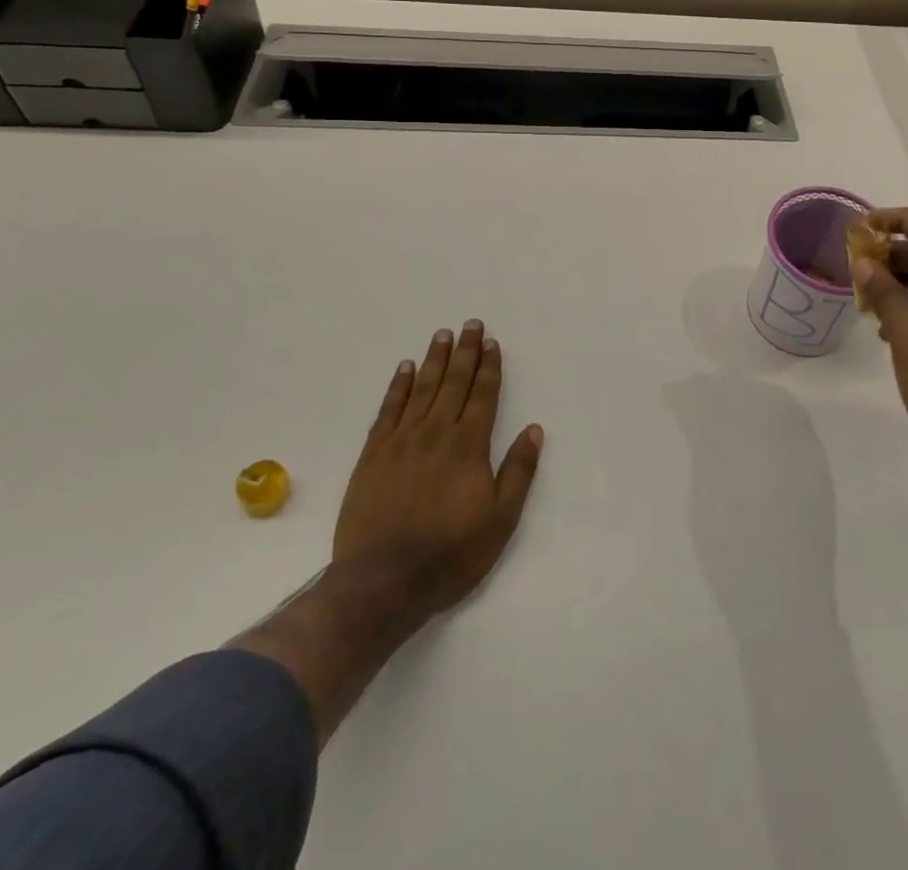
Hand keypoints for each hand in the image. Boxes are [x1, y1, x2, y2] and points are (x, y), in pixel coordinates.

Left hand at [331, 319, 544, 622]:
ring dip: (434, 360)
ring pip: (422, 389)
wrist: (382, 583)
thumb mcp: (500, 520)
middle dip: (465, 352)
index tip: (492, 343)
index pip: (483, 395)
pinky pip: (388, 410)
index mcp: (469, 446)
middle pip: (454, 382)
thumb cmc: (450, 554)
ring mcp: (401, 441)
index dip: (490, 367)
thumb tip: (534, 429)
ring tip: (442, 335)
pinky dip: (397, 386)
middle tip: (471, 324)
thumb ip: (518, 472)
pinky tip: (404, 368)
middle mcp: (437, 433)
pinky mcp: (373, 455)